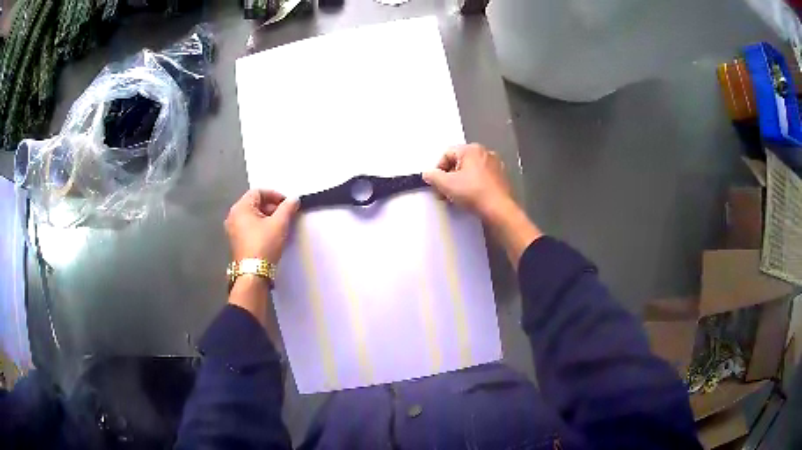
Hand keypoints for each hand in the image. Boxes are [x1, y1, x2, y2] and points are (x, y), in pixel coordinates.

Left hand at [225, 190, 298, 262]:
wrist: (253, 273)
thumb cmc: (264, 244)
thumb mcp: (279, 224)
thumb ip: (288, 208)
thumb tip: (294, 199)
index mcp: (241, 207)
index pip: (258, 192)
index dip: (275, 195)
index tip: (287, 204)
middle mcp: (233, 215)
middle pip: (254, 203)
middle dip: (272, 206)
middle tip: (286, 214)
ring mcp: (233, 229)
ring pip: (252, 215)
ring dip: (267, 216)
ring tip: (281, 225)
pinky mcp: (236, 240)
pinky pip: (249, 226)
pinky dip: (260, 226)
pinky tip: (271, 234)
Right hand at [422, 143, 513, 219]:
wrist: (499, 210)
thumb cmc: (474, 193)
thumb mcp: (446, 184)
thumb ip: (432, 176)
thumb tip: (427, 174)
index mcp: (472, 149)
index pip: (447, 154)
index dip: (438, 169)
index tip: (436, 184)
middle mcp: (485, 153)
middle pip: (459, 162)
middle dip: (449, 177)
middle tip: (444, 192)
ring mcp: (495, 165)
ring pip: (471, 171)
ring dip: (460, 182)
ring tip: (456, 197)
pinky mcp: (501, 178)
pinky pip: (482, 178)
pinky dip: (473, 186)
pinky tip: (470, 198)